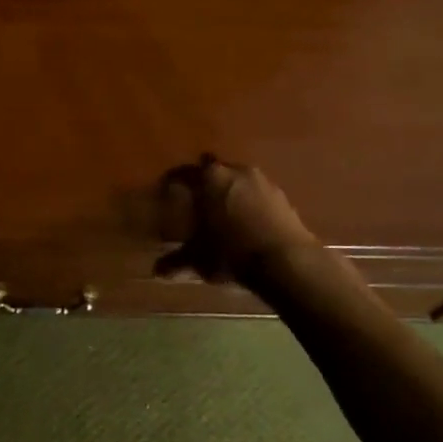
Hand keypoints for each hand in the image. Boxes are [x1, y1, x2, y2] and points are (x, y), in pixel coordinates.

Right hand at [156, 155, 317, 285]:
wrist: (285, 260)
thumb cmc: (231, 251)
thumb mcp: (198, 258)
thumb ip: (176, 261)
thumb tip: (157, 271)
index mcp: (210, 178)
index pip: (184, 172)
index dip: (174, 181)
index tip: (168, 190)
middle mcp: (236, 171)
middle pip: (215, 170)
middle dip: (207, 183)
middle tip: (199, 201)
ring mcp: (264, 182)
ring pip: (240, 180)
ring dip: (232, 192)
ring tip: (225, 213)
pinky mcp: (284, 197)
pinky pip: (260, 195)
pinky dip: (252, 204)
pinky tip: (249, 223)